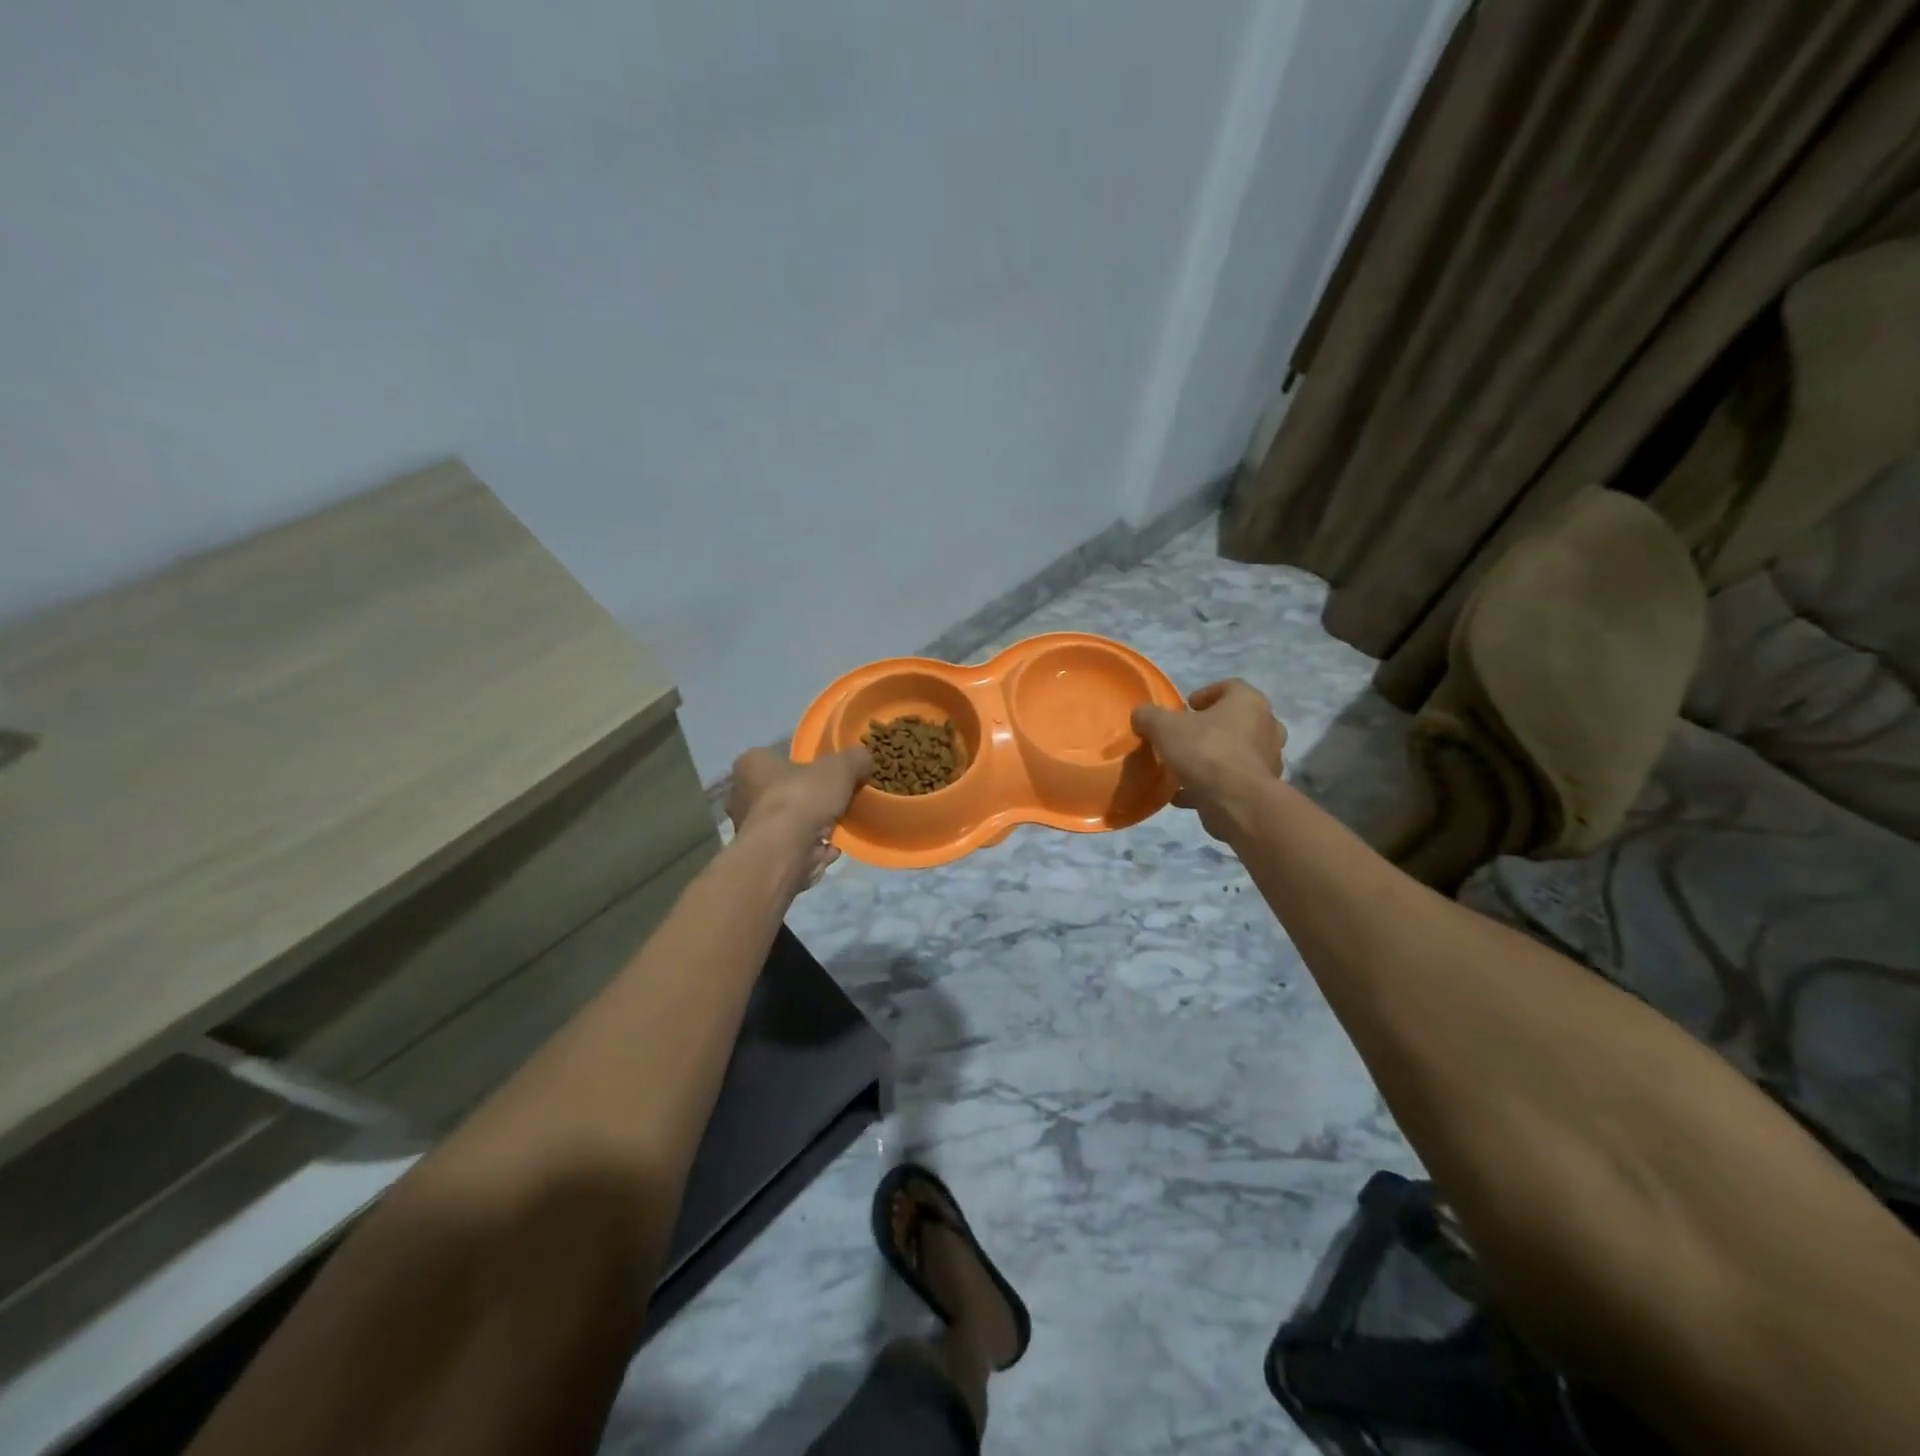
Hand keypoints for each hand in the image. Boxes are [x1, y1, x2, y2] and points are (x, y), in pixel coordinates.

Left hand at [727, 744, 871, 888]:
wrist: (781, 854)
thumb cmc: (801, 799)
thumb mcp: (839, 768)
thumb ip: (855, 759)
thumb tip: (865, 759)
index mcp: (751, 764)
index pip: (777, 757)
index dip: (805, 764)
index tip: (828, 773)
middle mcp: (742, 795)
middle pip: (783, 792)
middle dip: (810, 799)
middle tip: (836, 801)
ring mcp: (750, 830)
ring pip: (788, 823)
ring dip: (812, 827)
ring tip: (838, 828)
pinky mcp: (762, 858)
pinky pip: (792, 849)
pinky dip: (811, 851)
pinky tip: (831, 850)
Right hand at [1131, 679, 1286, 841]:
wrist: (1236, 802)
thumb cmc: (1205, 751)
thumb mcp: (1163, 727)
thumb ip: (1149, 716)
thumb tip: (1141, 715)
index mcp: (1249, 702)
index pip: (1230, 686)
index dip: (1205, 694)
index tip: (1186, 708)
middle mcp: (1267, 726)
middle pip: (1236, 720)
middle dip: (1210, 727)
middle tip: (1186, 736)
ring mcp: (1268, 758)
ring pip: (1236, 751)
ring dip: (1212, 757)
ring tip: (1183, 768)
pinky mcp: (1262, 787)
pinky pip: (1234, 779)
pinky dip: (1212, 784)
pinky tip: (1184, 794)